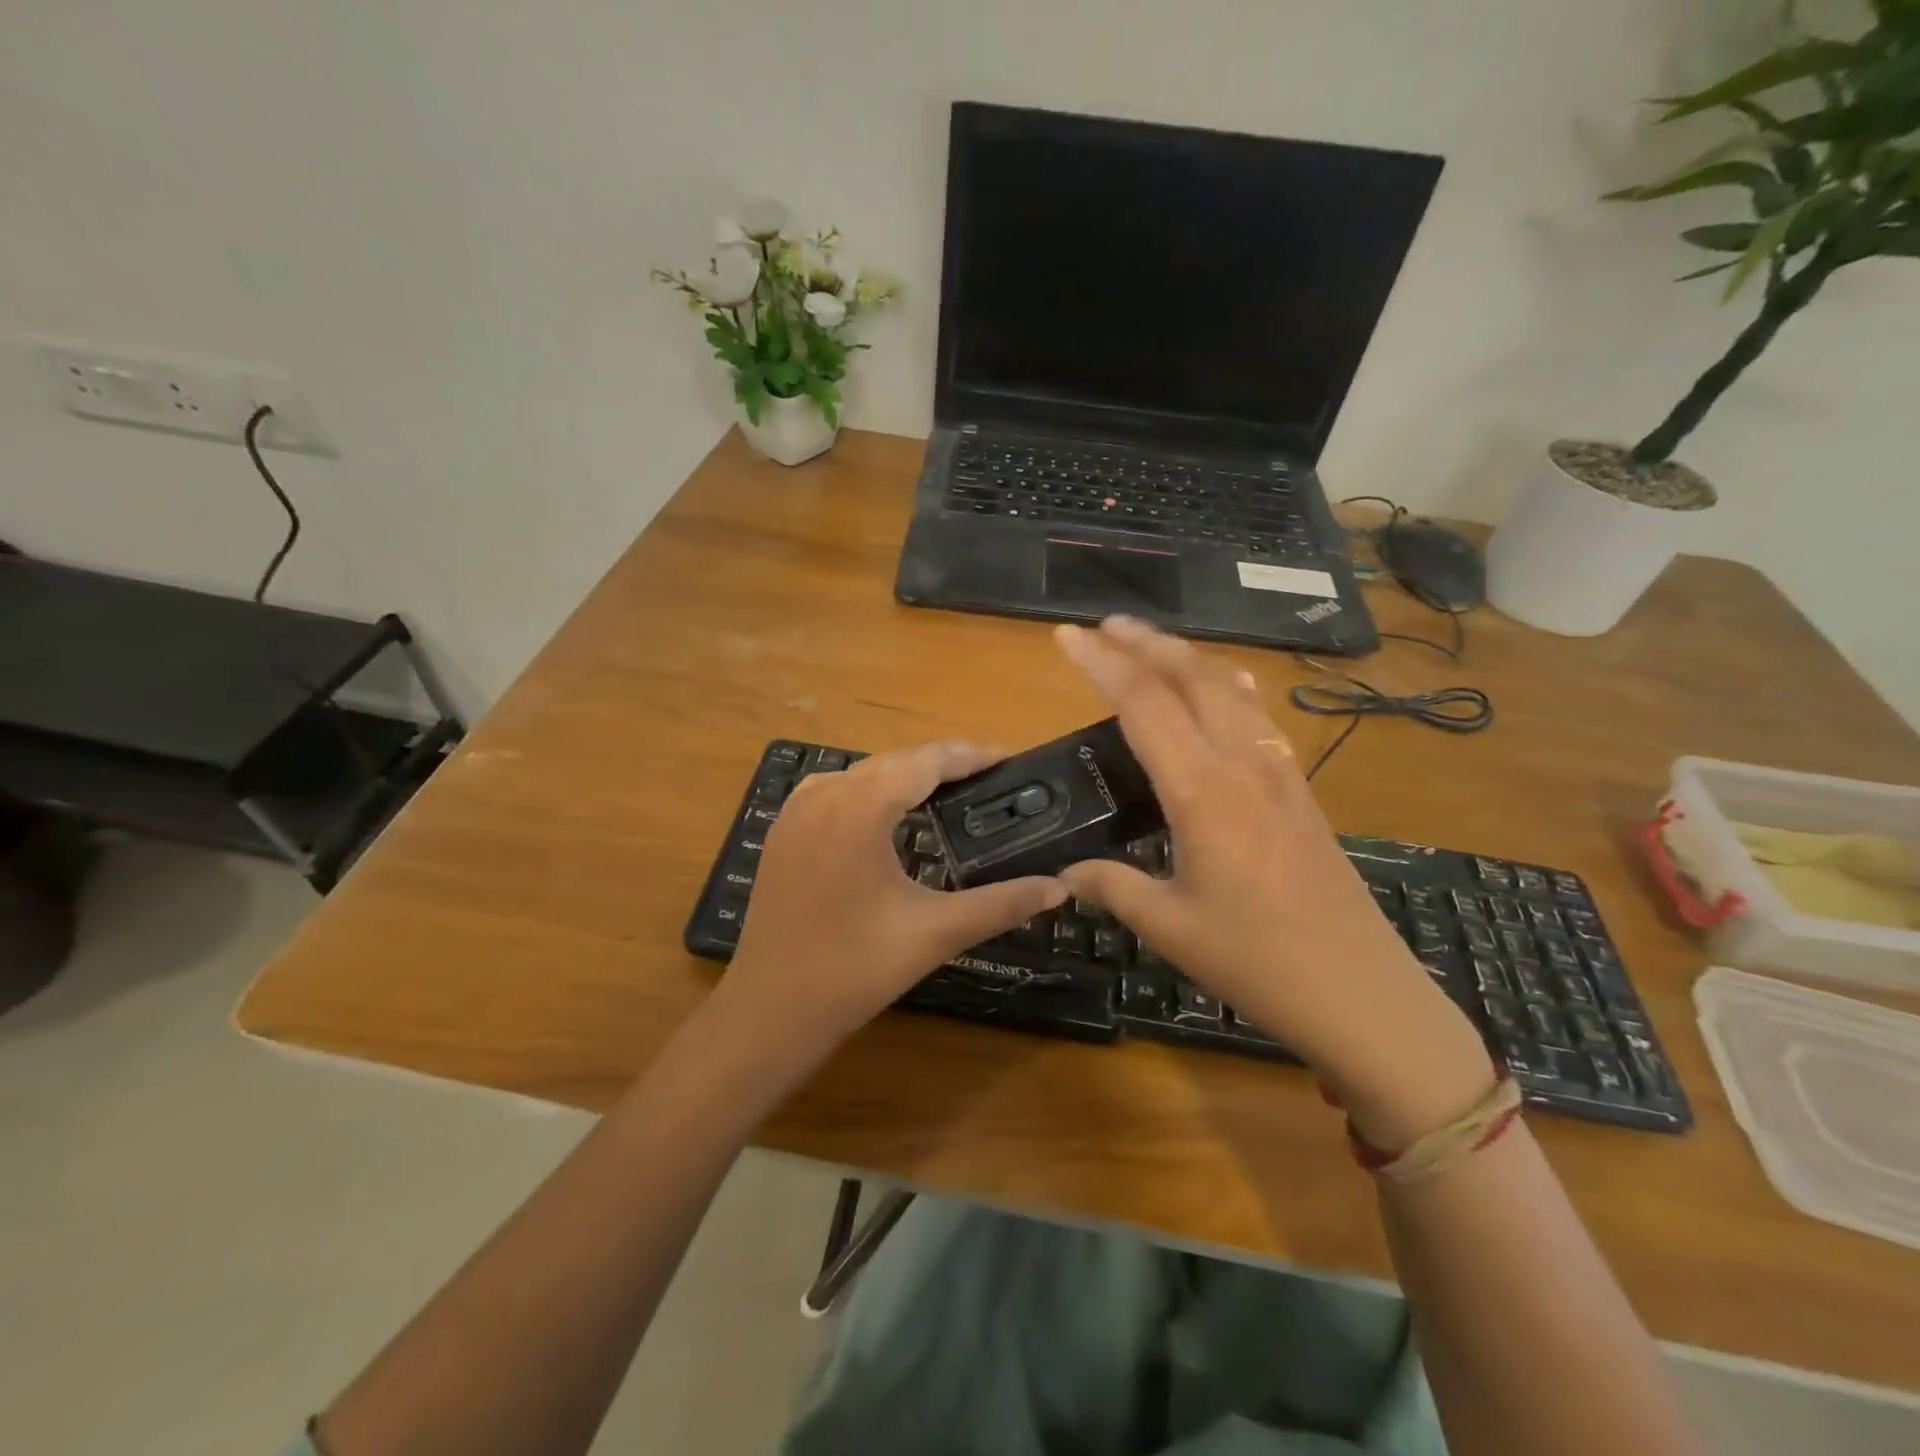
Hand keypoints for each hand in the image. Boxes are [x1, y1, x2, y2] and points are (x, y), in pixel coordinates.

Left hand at [721, 742, 1066, 1059]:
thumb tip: (1059, 888)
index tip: (1008, 759)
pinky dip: (868, 790)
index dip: (970, 755)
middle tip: (987, 780)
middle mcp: (824, 796)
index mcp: (860, 808)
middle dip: (942, 764)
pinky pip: (834, 790)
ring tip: (947, 792)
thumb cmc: (854, 970)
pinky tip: (886, 814)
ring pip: (861, 772)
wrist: (770, 1011)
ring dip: (904, 774)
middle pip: (894, 760)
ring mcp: (796, 813)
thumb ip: (1001, 904)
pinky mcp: (782, 833)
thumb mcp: (935, 933)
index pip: (925, 760)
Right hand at [1054, 617, 1491, 1147]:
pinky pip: (1260, 717)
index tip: (1067, 636)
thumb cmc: (1258, 962)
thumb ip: (1112, 887)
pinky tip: (1226, 685)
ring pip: (1231, 690)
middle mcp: (1243, 766)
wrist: (1362, 995)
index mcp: (1203, 793)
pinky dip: (1229, 686)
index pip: (1145, 705)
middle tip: (1105, 626)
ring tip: (1150, 646)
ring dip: (1187, 658)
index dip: (1103, 664)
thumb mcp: (1170, 927)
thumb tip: (1067, 872)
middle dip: (1146, 643)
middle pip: (1193, 679)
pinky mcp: (1300, 790)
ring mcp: (1280, 773)